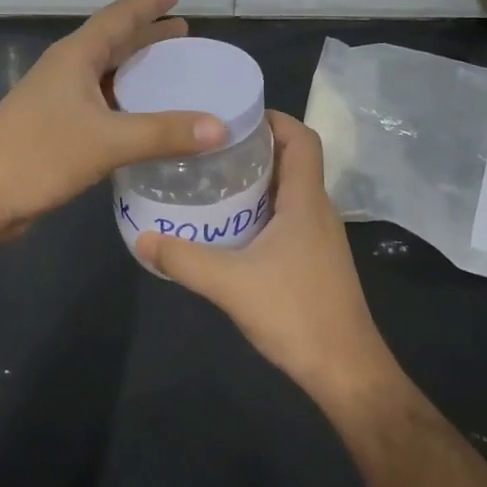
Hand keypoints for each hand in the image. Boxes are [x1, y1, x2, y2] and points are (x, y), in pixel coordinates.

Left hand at [0, 0, 227, 243]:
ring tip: (168, 71)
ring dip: (134, 70)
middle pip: (111, 43)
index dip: (148, 3)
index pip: (118, 18)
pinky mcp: (51, 129)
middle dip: (146, 35)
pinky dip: (122, 102)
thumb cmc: (37, 155)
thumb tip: (221, 126)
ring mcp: (54, 100)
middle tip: (182, 32)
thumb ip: (164, 133)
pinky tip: (139, 118)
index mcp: (74, 57)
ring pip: (103, 75)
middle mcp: (64, 71)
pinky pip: (97, 104)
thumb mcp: (107, 141)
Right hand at [136, 112, 400, 409]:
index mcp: (306, 201)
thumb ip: (184, 259)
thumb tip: (142, 238)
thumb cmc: (296, 314)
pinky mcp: (315, 261)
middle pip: (293, 161)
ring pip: (290, 191)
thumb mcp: (231, 284)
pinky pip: (288, 218)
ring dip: (257, 181)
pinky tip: (231, 228)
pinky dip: (262, 210)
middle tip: (210, 147)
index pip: (303, 138)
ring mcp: (319, 238)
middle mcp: (318, 211)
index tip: (235, 115)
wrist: (344, 370)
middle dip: (255, 147)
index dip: (274, 118)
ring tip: (213, 180)